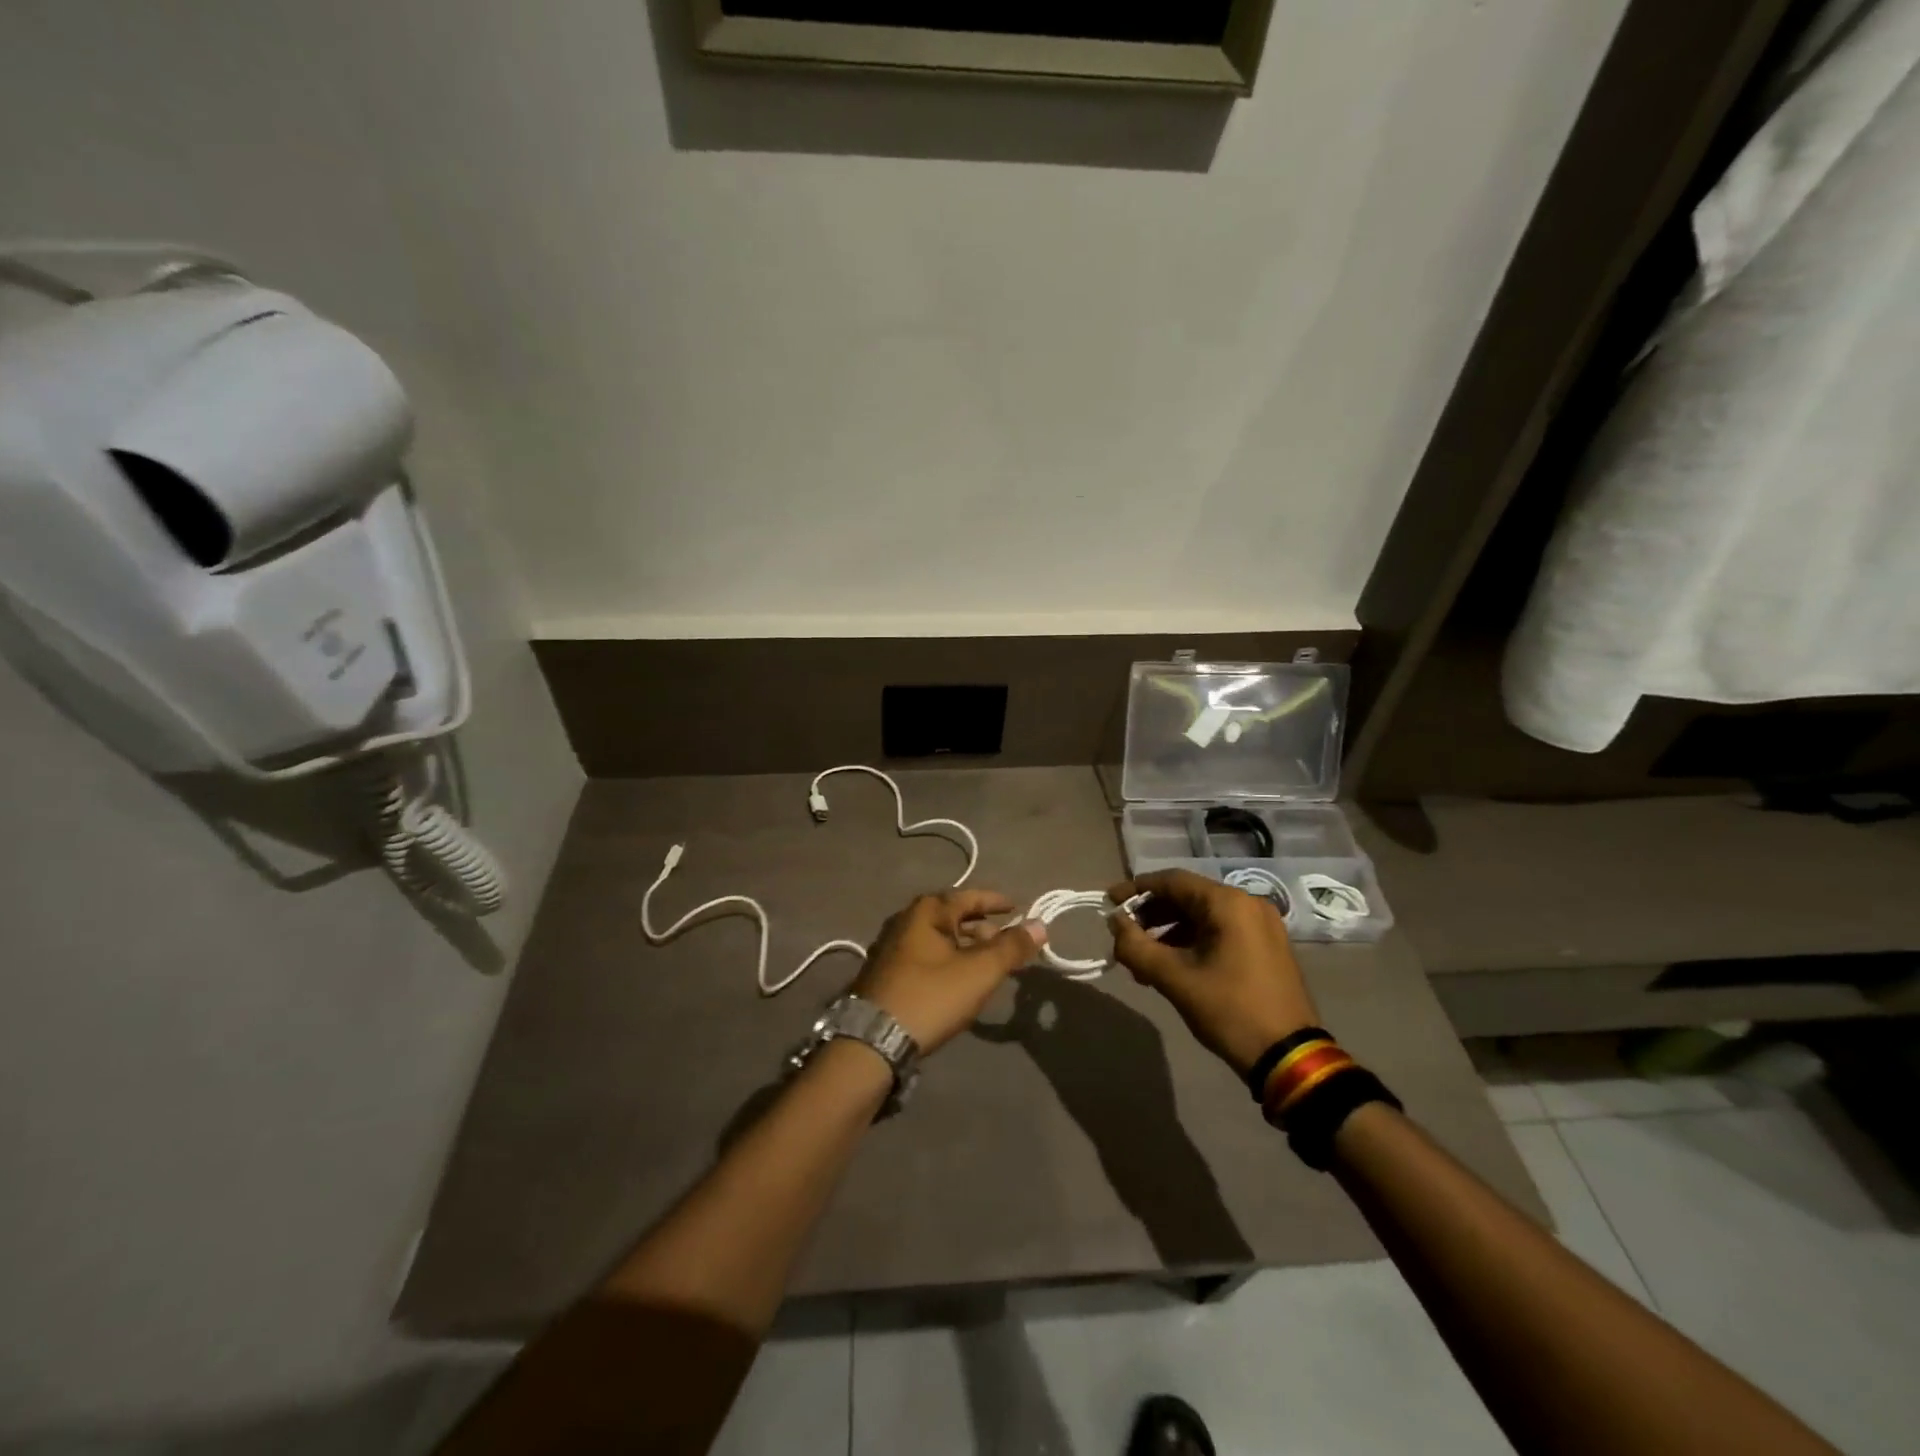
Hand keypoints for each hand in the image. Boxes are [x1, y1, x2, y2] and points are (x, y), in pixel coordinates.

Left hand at [852, 891, 1046, 1053]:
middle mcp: (905, 920)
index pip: (969, 896)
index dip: (996, 902)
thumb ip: (1011, 947)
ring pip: (939, 938)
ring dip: (966, 946)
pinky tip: (959, 980)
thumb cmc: (930, 997)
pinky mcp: (886, 972)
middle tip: (1007, 943)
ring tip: (988, 964)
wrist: (872, 1041)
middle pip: (953, 916)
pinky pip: (926, 956)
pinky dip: (948, 960)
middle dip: (982, 927)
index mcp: (926, 911)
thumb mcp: (979, 972)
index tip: (1018, 908)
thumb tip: (1040, 924)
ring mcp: (891, 947)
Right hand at [1107, 869, 1320, 1078]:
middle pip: (1187, 896)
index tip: (1108, 902)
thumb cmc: (1230, 1010)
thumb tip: (1115, 924)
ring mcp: (1261, 926)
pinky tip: (1171, 967)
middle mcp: (1248, 904)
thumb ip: (1136, 946)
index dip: (1135, 889)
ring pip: (1202, 916)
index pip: (1171, 881)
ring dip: (1169, 932)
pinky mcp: (1266, 947)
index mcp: (1228, 904)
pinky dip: (1192, 942)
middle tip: (1124, 936)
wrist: (1289, 1058)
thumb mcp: (1174, 979)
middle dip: (1151, 915)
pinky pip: (1220, 932)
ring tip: (1143, 961)